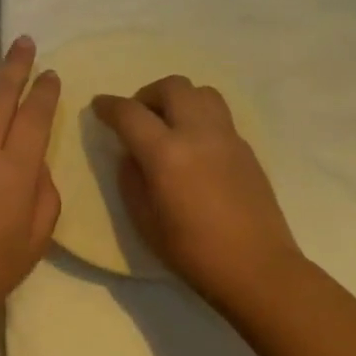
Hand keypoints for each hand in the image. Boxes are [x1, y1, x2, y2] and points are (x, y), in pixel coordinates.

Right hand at [92, 76, 305, 311]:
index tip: (98, 107)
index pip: (130, 113)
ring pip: (201, 93)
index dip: (109, 106)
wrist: (257, 268)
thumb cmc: (192, 252)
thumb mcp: (144, 220)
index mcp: (166, 154)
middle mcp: (198, 134)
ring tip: (168, 125)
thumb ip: (131, 179)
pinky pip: (218, 116)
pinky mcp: (246, 148)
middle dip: (147, 94)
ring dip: (178, 99)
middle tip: (137, 117)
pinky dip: (198, 118)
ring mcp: (227, 137)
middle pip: (172, 87)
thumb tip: (131, 155)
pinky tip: (193, 147)